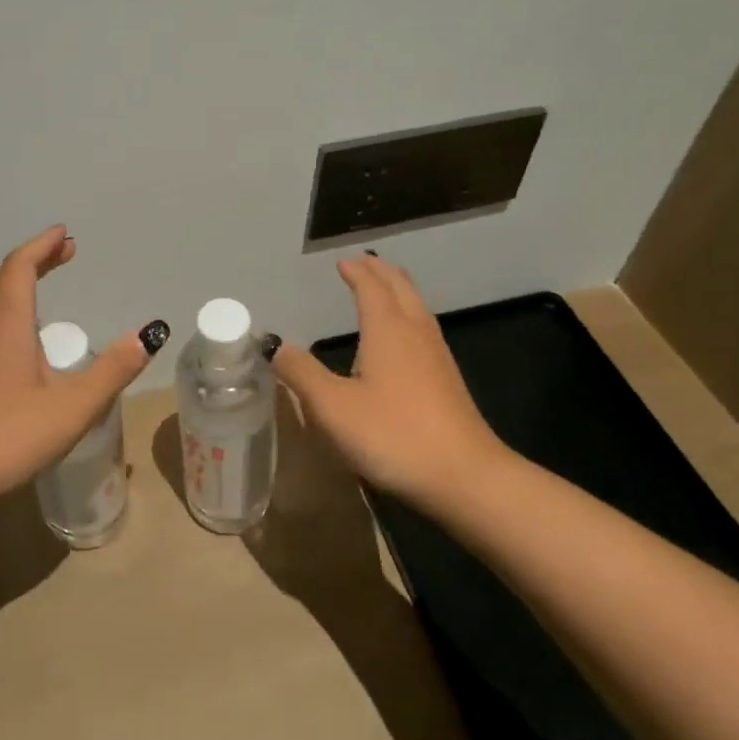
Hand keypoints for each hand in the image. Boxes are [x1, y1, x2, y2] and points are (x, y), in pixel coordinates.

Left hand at [0, 225, 166, 513]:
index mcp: (6, 325)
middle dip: (35, 261)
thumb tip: (149, 335)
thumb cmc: (6, 437)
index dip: (42, 246)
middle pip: (4, 279)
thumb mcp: (73, 407)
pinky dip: (9, 311)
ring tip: (46, 287)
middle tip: (64, 253)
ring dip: (19, 285)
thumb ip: (113, 371)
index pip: (20, 267)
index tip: (64, 233)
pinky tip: (22, 341)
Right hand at [268, 254, 510, 504]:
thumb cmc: (393, 435)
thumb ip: (301, 373)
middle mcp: (415, 332)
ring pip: (417, 307)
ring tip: (384, 288)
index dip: (356, 272)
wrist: (464, 476)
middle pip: (401, 288)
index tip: (342, 262)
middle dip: (381, 272)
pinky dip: (409, 315)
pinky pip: (425, 329)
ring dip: (399, 290)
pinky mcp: (448, 380)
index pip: (371, 287)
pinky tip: (405, 338)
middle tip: (364, 263)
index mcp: (387, 329)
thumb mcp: (333, 407)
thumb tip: (274, 344)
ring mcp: (437, 356)